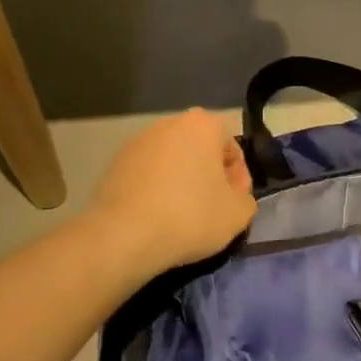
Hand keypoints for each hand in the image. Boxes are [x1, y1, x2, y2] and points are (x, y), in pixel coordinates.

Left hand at [91, 109, 256, 276]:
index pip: (232, 151)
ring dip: (182, 183)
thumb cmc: (190, 216)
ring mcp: (137, 142)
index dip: (239, 181)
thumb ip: (246, 199)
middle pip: (201, 152)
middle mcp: (169, 123)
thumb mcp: (238, 214)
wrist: (123, 236)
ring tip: (182, 217)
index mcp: (203, 124)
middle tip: (212, 211)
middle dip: (209, 177)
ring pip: (173, 163)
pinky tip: (156, 217)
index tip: (234, 206)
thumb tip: (235, 197)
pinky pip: (147, 175)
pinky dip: (156, 191)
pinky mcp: (114, 164)